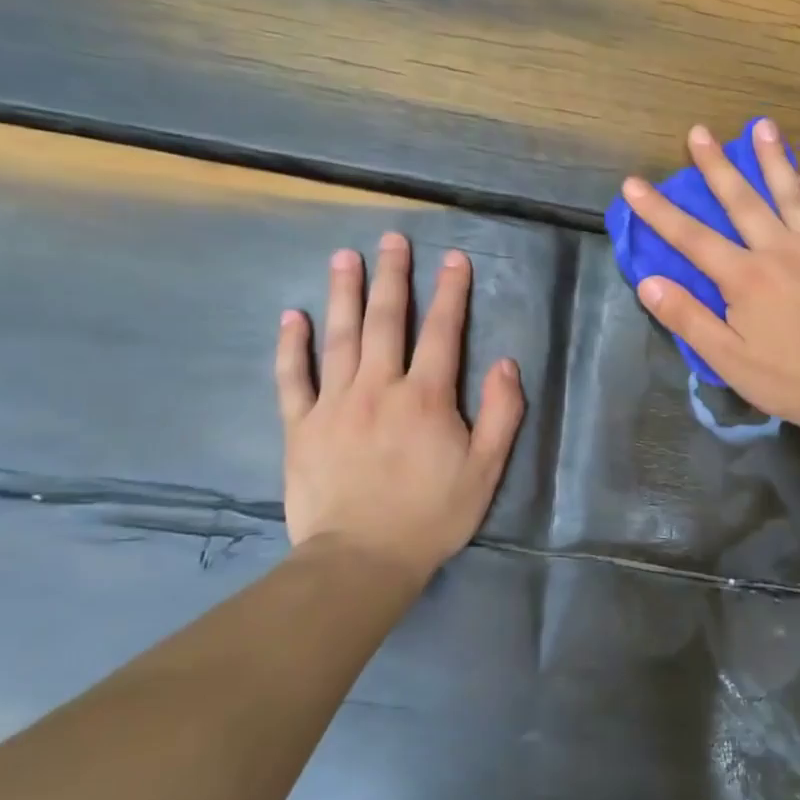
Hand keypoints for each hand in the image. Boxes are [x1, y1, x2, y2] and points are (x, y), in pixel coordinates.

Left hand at [275, 234, 524, 582]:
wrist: (361, 560)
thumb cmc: (431, 516)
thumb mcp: (485, 470)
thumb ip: (502, 414)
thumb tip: (507, 364)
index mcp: (426, 397)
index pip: (443, 332)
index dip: (451, 293)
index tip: (454, 259)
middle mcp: (379, 387)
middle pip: (387, 321)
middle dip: (393, 276)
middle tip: (392, 239)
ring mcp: (334, 404)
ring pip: (340, 337)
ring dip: (344, 293)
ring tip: (345, 257)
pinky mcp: (301, 426)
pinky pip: (293, 378)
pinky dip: (292, 346)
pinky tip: (292, 317)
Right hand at [622, 120, 799, 435]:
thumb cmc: (786, 379)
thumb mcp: (727, 359)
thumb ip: (687, 318)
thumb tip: (648, 282)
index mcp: (745, 277)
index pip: (692, 237)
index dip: (658, 210)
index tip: (634, 184)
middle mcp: (780, 250)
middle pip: (742, 200)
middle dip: (716, 165)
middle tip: (699, 132)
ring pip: (791, 194)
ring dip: (774, 159)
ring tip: (763, 127)